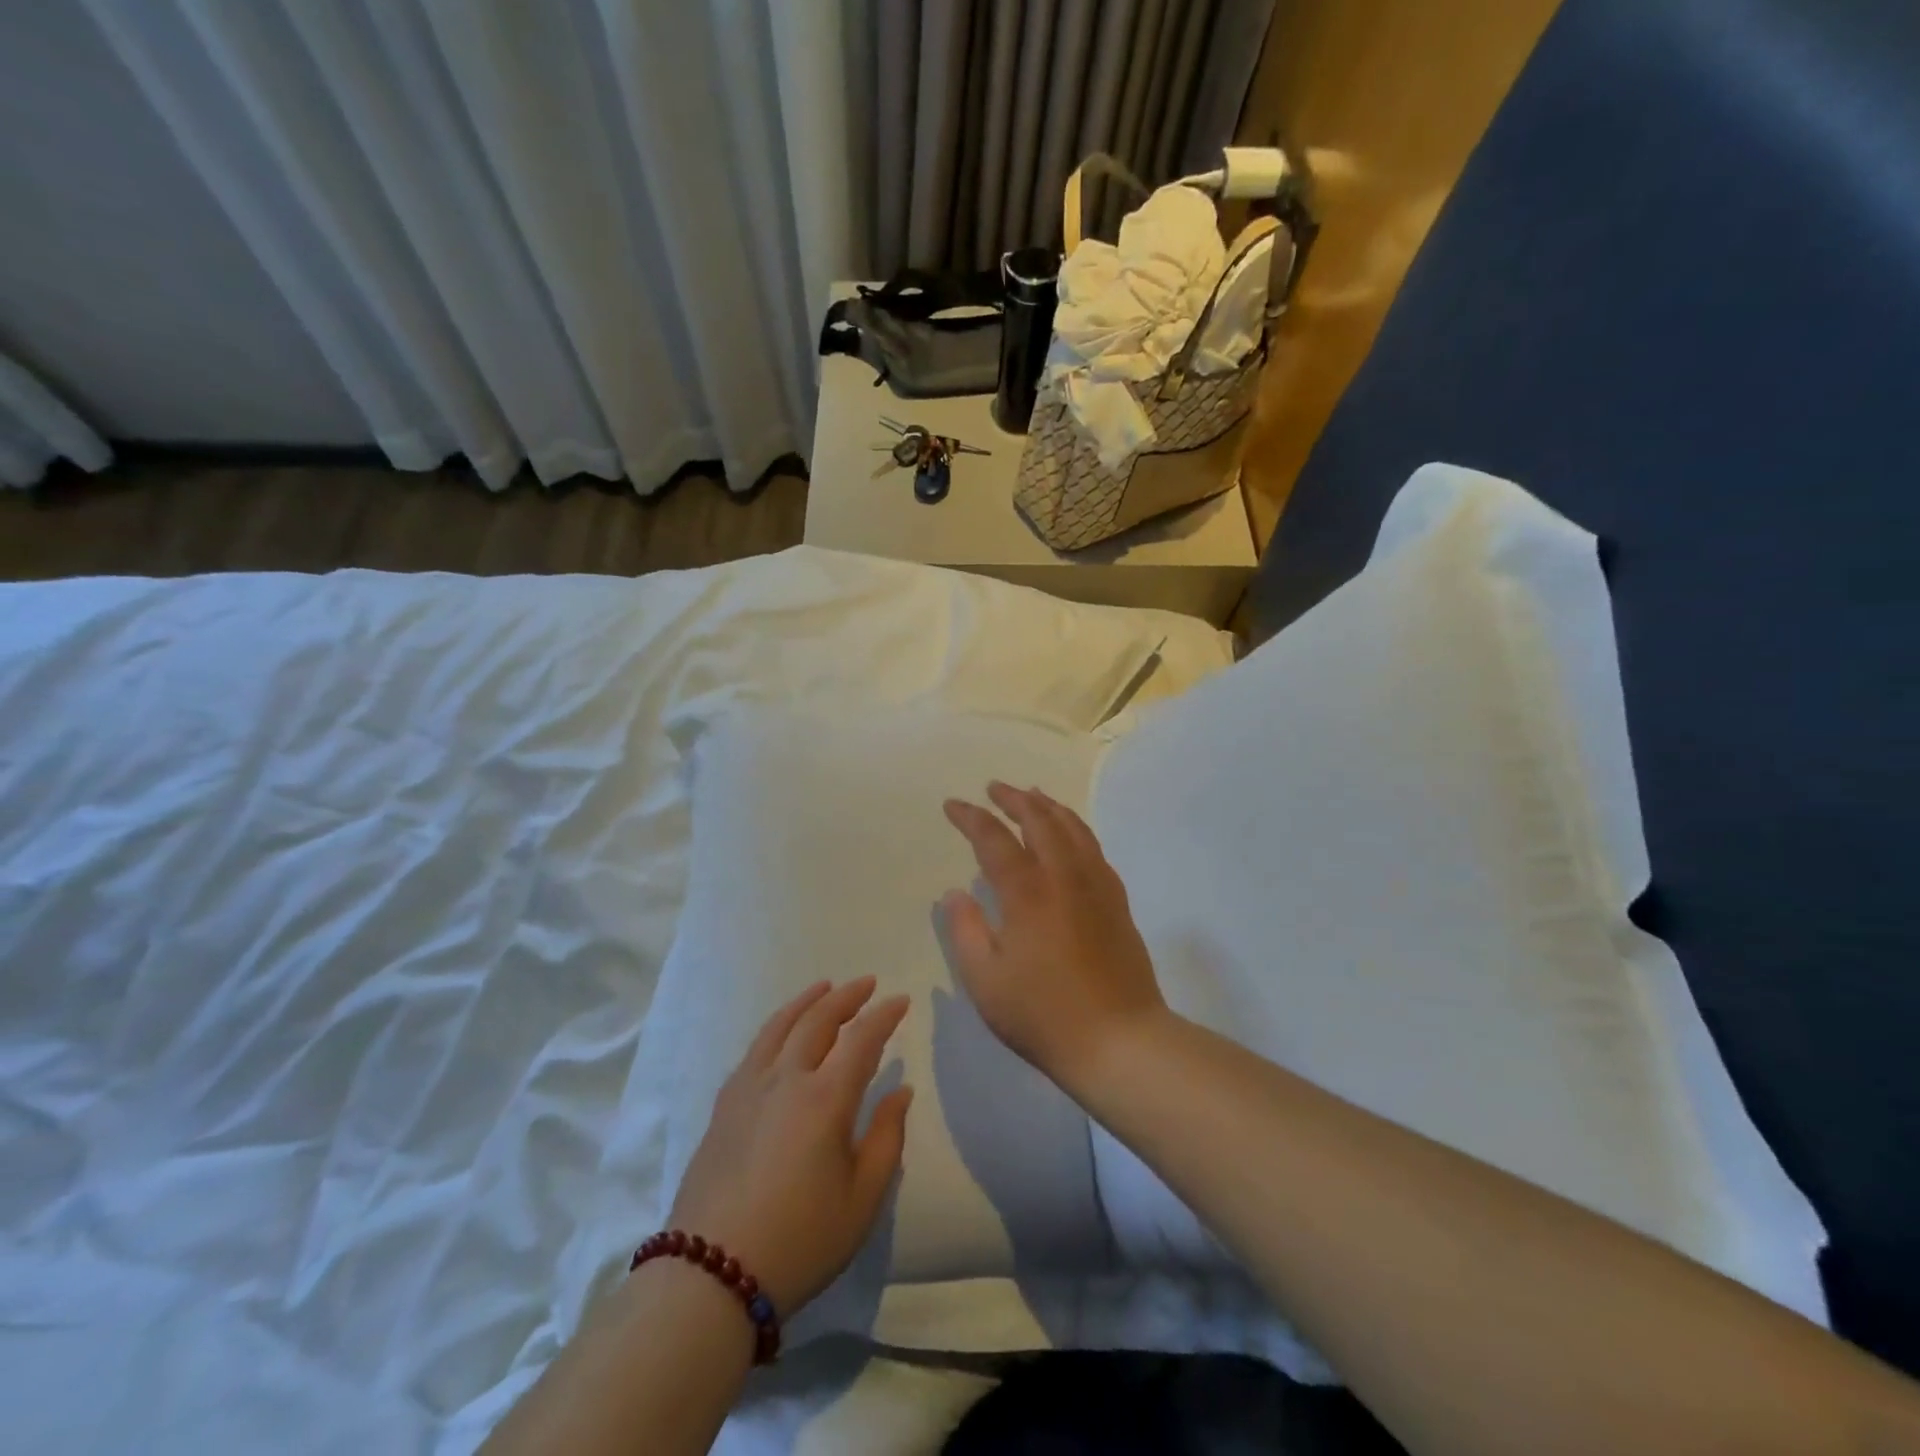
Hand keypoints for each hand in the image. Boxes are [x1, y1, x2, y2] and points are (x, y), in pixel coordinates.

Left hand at [669, 978, 911, 1317]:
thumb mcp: (862, 1199)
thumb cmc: (800, 1240)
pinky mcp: (724, 1106)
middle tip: (867, 984)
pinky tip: (781, 1032)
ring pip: (780, 1026)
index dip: (884, 1015)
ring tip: (824, 988)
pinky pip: (755, 1048)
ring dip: (807, 1001)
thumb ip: (887, 1138)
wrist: (711, 1276)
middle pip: (818, 1020)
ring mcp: (749, 1088)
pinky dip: (776, 1027)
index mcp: (826, 1098)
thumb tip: (900, 1091)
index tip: (901, 1000)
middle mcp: (786, 1078)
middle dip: (846, 997)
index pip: (862, 1038)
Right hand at [941, 783, 1167, 1090]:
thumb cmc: (1043, 1015)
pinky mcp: (1117, 901)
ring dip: (1049, 806)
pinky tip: (1070, 836)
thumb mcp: (986, 981)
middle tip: (994, 789)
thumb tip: (955, 893)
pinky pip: (1094, 849)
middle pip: (1040, 820)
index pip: (994, 839)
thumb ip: (966, 930)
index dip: (971, 817)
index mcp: (1028, 893)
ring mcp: (1097, 886)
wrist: (1120, 1040)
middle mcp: (1064, 876)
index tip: (953, 805)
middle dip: (1014, 799)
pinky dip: (1076, 829)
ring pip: (1073, 828)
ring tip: (1033, 796)